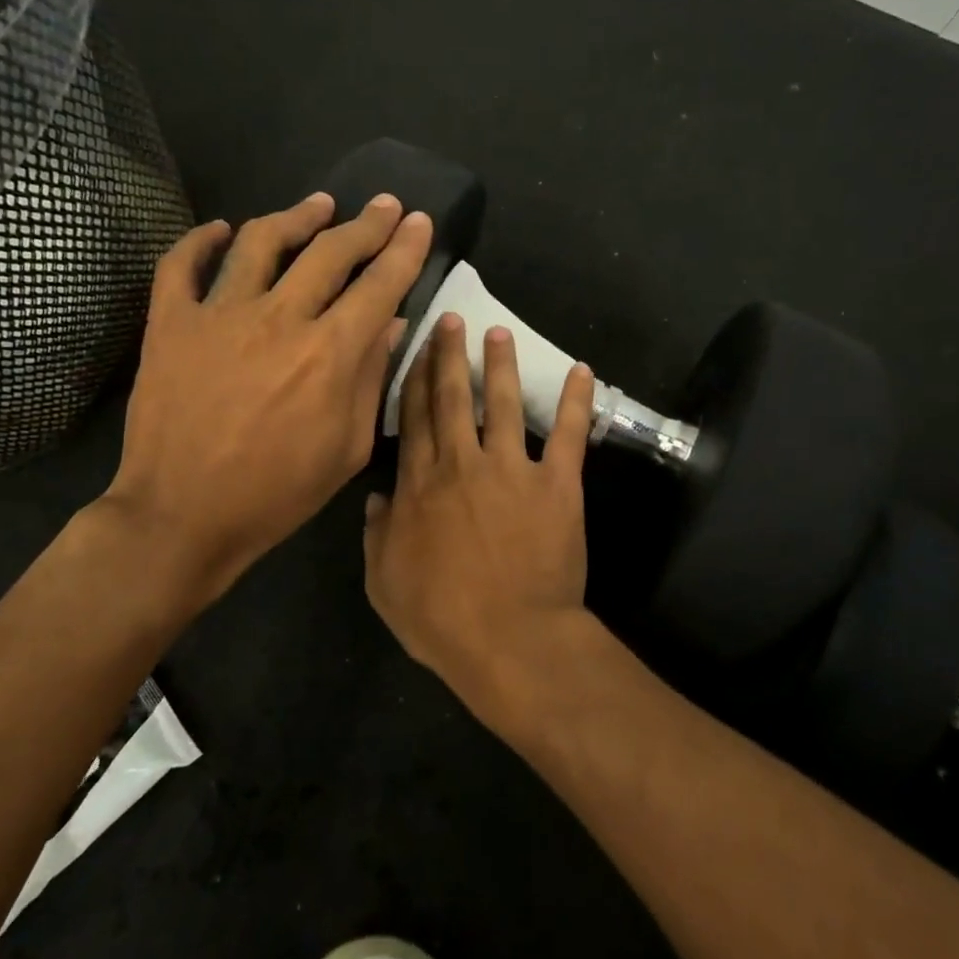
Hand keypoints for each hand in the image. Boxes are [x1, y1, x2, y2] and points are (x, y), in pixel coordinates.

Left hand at [98, 191, 432, 617]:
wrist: (182, 516)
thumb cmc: (276, 493)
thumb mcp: (347, 448)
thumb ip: (372, 378)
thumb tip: (393, 323)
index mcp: (329, 353)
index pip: (379, 284)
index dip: (404, 249)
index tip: (420, 222)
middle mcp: (279, 319)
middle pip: (330, 251)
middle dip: (366, 223)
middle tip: (384, 204)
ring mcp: (219, 316)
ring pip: (261, 242)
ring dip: (296, 217)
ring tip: (318, 205)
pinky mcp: (170, 324)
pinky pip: (180, 265)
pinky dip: (200, 241)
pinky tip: (220, 229)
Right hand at [363, 311, 597, 718]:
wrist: (509, 638)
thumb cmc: (441, 618)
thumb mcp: (384, 583)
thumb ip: (375, 536)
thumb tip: (375, 498)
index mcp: (419, 485)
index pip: (414, 420)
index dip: (413, 382)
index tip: (415, 351)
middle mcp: (461, 464)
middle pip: (452, 399)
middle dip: (449, 356)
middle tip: (451, 320)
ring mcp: (510, 469)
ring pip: (502, 403)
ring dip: (500, 365)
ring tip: (499, 332)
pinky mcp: (555, 483)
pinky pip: (567, 434)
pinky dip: (576, 401)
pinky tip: (582, 371)